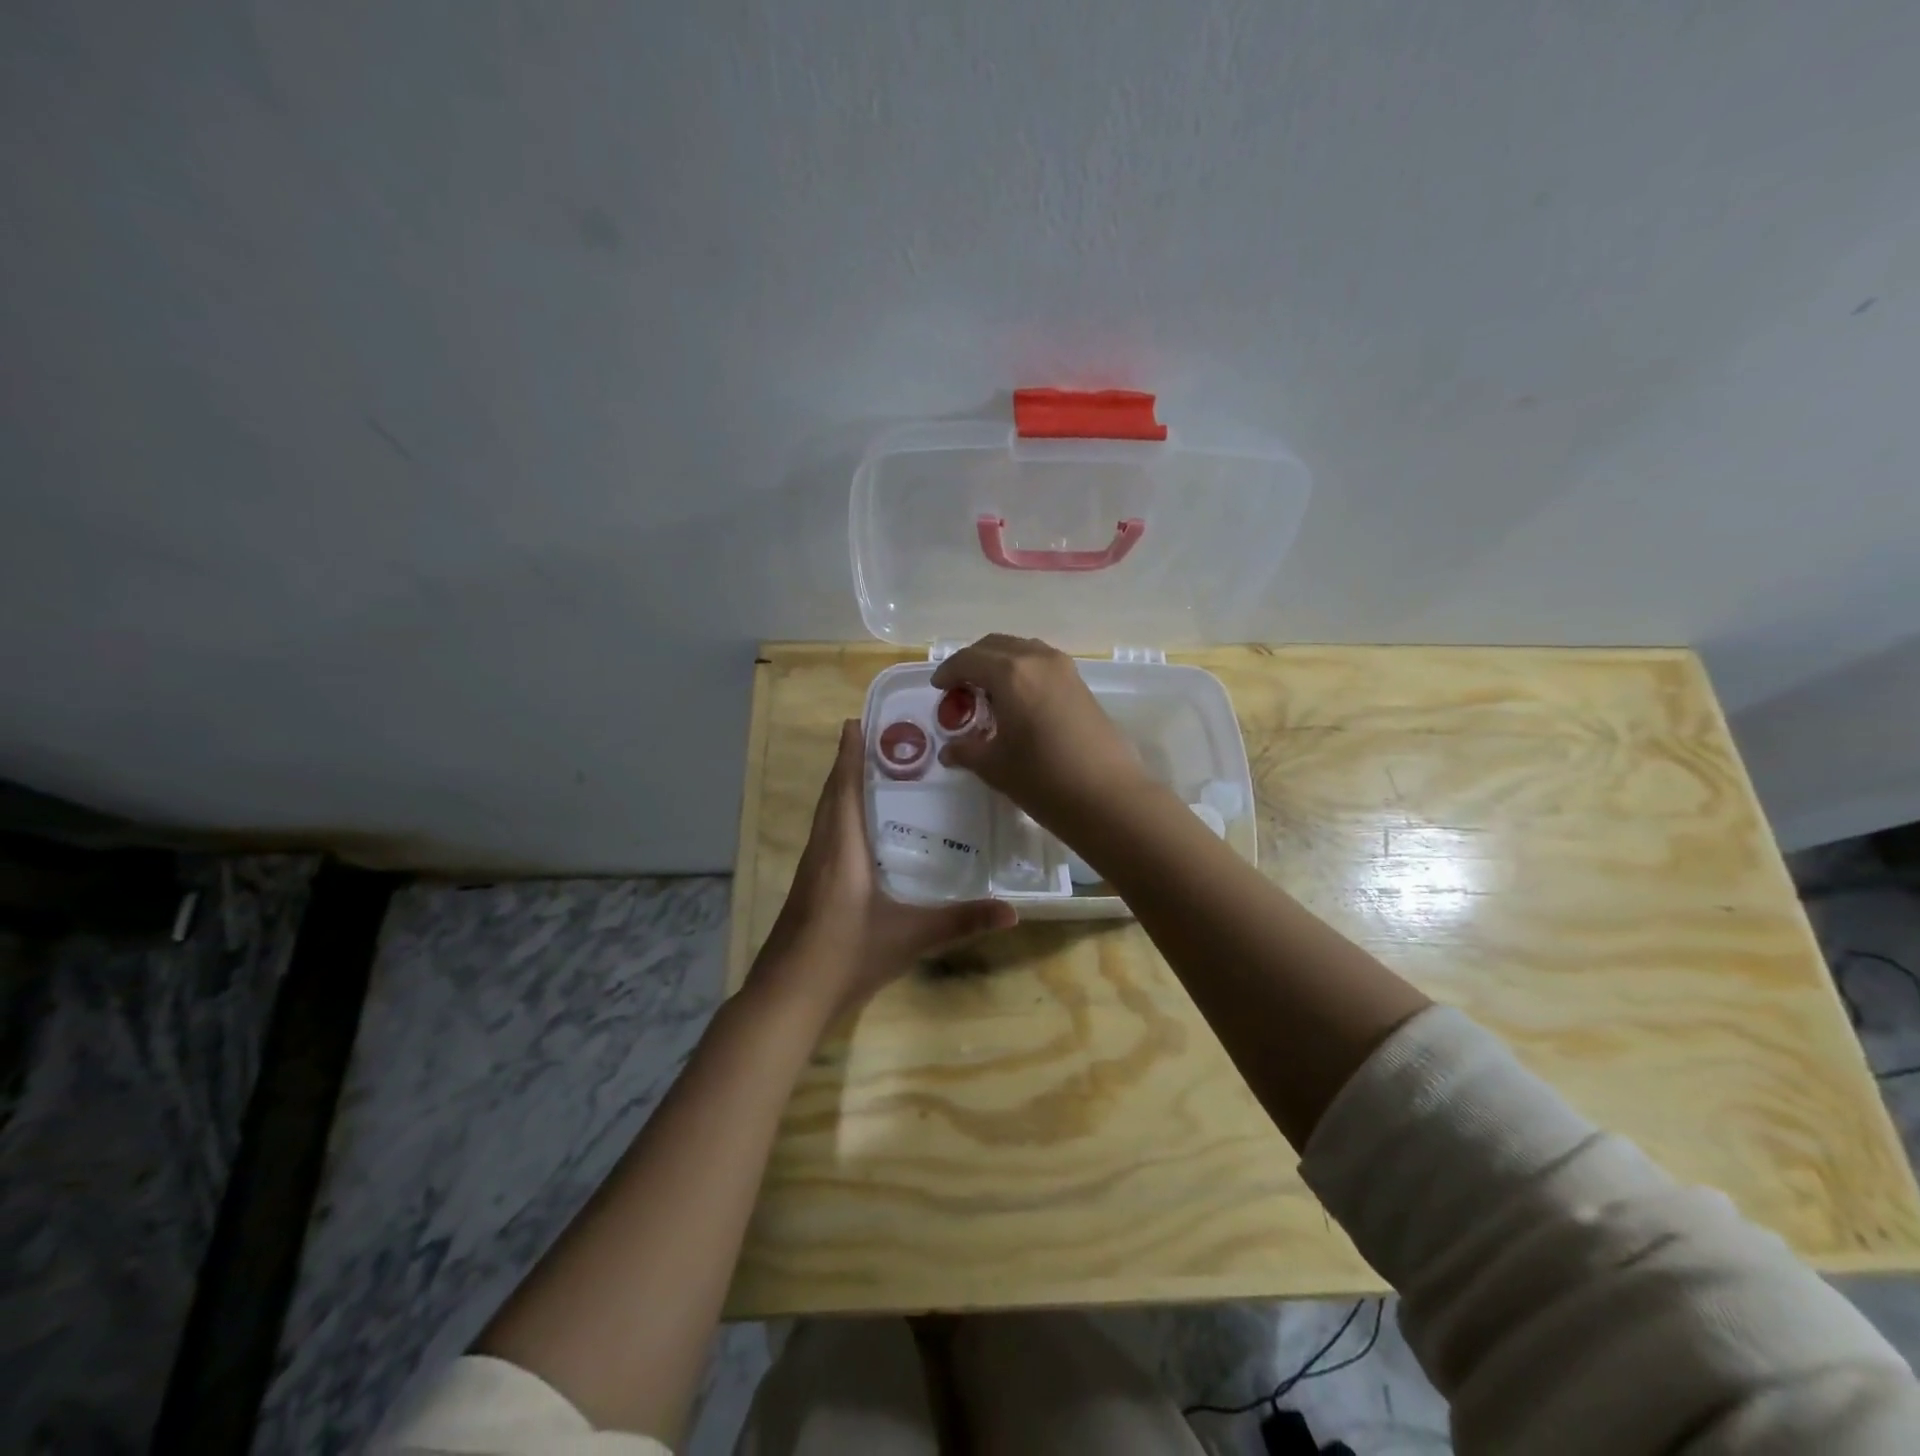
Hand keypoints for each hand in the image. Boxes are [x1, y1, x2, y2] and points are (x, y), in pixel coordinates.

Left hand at [747, 720, 1015, 1025]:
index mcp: (841, 848)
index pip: (845, 788)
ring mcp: (811, 871)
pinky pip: (825, 837)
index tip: (855, 721)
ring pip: (825, 817)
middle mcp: (822, 851)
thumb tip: (1013, 911)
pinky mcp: (808, 890)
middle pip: (832, 796)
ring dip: (842, 790)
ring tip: (870, 775)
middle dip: (848, 764)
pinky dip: (839, 818)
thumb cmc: (846, 956)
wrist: (788, 998)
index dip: (849, 754)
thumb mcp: (910, 937)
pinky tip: (858, 833)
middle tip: (876, 740)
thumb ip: (960, 921)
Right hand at [931, 635, 1145, 827]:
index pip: (968, 659)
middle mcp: (1037, 660)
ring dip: (999, 663)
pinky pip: (1041, 663)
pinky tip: (1018, 702)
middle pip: (995, 646)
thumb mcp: (996, 767)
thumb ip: (968, 750)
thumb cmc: (1043, 779)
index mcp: (1010, 673)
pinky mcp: (1081, 684)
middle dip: (972, 662)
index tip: (938, 689)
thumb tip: (950, 750)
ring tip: (989, 694)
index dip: (948, 672)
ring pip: (1021, 650)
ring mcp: (1064, 669)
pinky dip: (1022, 671)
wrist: (1108, 797)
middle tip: (960, 690)